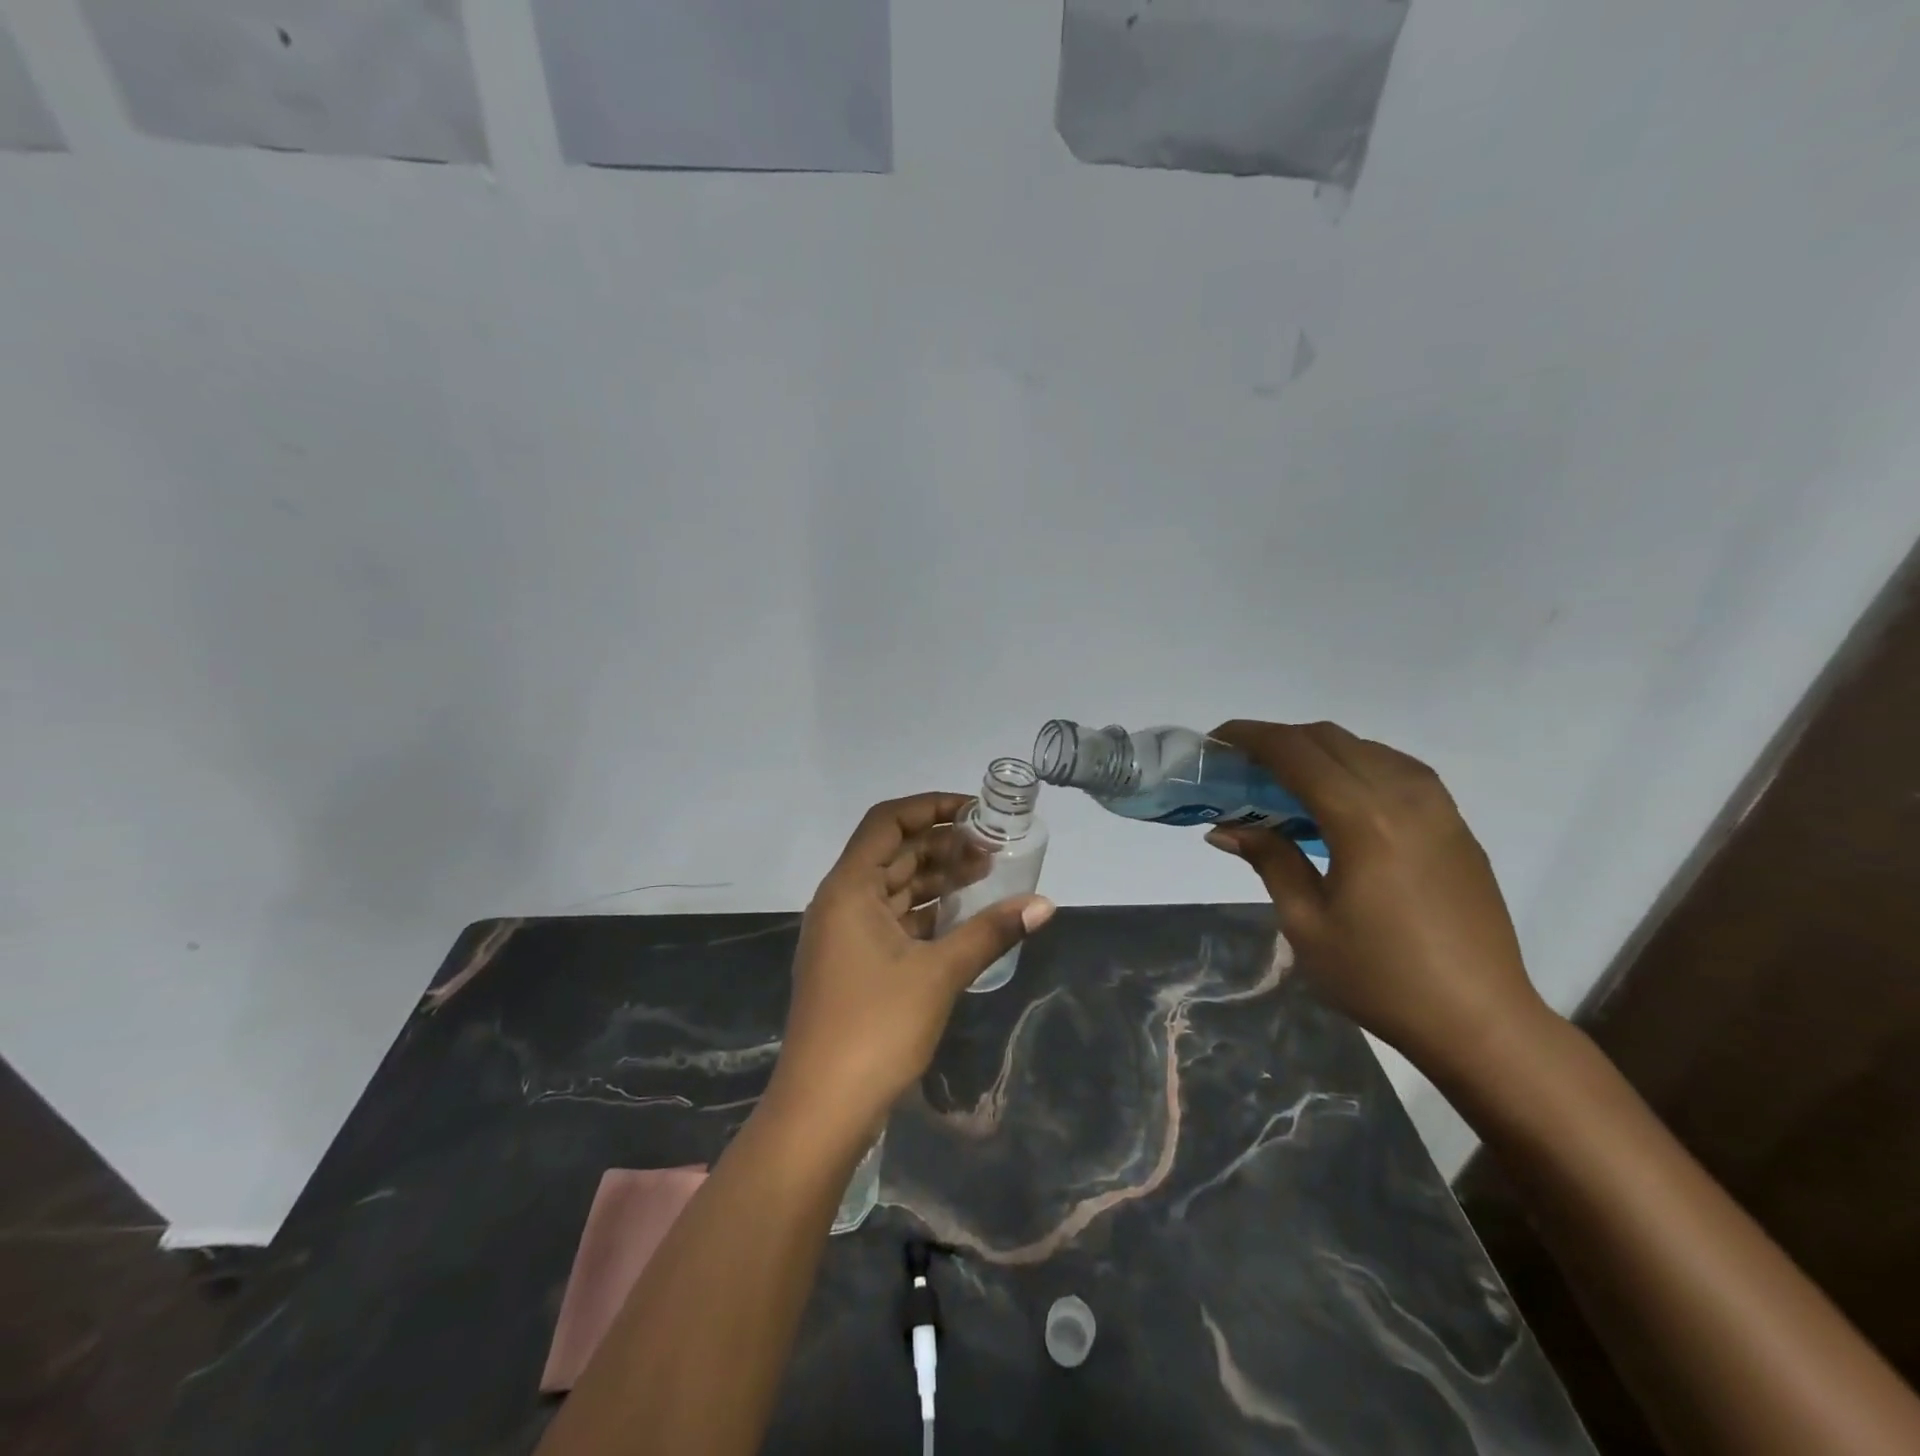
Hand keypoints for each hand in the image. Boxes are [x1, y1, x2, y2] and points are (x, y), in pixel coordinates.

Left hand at [764, 793, 1054, 1141]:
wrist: (822, 1107)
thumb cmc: (876, 1027)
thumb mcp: (940, 974)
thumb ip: (991, 932)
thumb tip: (1045, 905)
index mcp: (849, 888)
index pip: (888, 822)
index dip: (931, 807)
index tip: (976, 811)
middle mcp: (841, 901)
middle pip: (893, 852)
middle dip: (942, 844)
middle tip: (992, 847)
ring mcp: (844, 934)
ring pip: (894, 887)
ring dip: (936, 878)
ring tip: (987, 874)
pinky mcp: (853, 963)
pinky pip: (892, 919)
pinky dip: (925, 912)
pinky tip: (962, 916)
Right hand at [1204, 721, 1549, 1076]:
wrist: (1480, 1020)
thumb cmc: (1380, 977)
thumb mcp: (1306, 923)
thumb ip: (1270, 860)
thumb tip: (1226, 828)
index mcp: (1363, 820)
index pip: (1296, 753)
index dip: (1251, 736)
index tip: (1217, 739)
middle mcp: (1404, 797)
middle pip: (1331, 739)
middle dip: (1279, 739)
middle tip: (1242, 764)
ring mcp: (1438, 808)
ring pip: (1367, 747)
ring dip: (1319, 750)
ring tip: (1285, 780)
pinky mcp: (1456, 825)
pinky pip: (1398, 769)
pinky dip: (1356, 765)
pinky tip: (1339, 797)